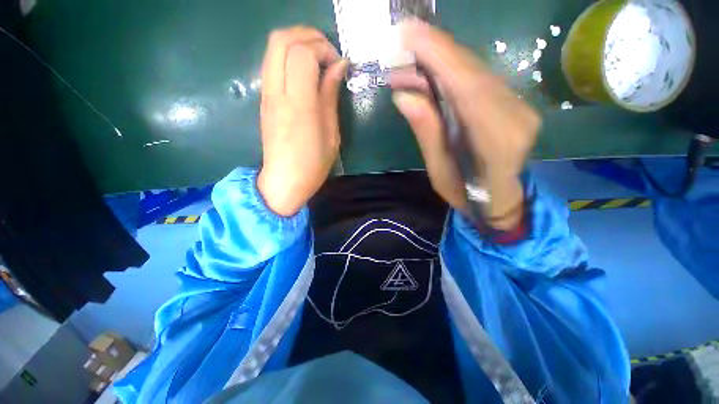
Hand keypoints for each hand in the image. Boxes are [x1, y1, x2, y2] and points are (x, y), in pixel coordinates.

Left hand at [257, 27, 347, 216]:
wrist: (283, 181)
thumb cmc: (313, 164)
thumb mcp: (331, 134)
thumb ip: (330, 96)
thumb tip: (338, 67)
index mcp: (299, 105)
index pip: (302, 53)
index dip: (323, 49)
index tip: (338, 64)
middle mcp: (277, 93)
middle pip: (281, 40)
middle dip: (308, 36)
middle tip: (328, 53)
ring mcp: (266, 95)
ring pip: (273, 48)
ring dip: (297, 43)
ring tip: (318, 60)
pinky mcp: (264, 99)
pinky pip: (272, 63)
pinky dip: (289, 57)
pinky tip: (305, 74)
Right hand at [390, 20, 540, 229]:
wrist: (501, 199)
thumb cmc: (468, 195)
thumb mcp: (440, 174)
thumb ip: (428, 134)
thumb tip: (404, 95)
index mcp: (498, 140)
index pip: (466, 87)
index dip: (438, 55)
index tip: (408, 32)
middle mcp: (516, 114)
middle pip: (472, 71)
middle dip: (435, 51)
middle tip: (402, 40)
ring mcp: (518, 105)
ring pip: (475, 70)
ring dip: (440, 60)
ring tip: (408, 60)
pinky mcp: (512, 101)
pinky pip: (478, 78)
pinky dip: (451, 70)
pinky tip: (429, 72)